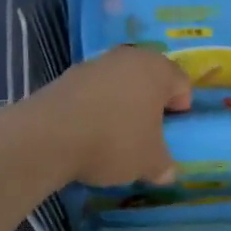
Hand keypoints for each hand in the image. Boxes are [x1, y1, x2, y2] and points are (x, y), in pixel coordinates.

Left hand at [28, 47, 191, 187]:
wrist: (48, 137)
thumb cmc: (114, 142)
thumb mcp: (149, 162)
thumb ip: (164, 165)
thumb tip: (166, 172)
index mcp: (157, 69)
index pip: (182, 83)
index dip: (181, 108)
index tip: (172, 131)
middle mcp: (128, 58)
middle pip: (149, 78)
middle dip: (150, 103)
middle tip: (147, 132)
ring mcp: (95, 64)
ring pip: (120, 83)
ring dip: (122, 104)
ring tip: (115, 135)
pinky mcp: (67, 76)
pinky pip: (94, 91)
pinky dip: (96, 107)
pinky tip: (89, 132)